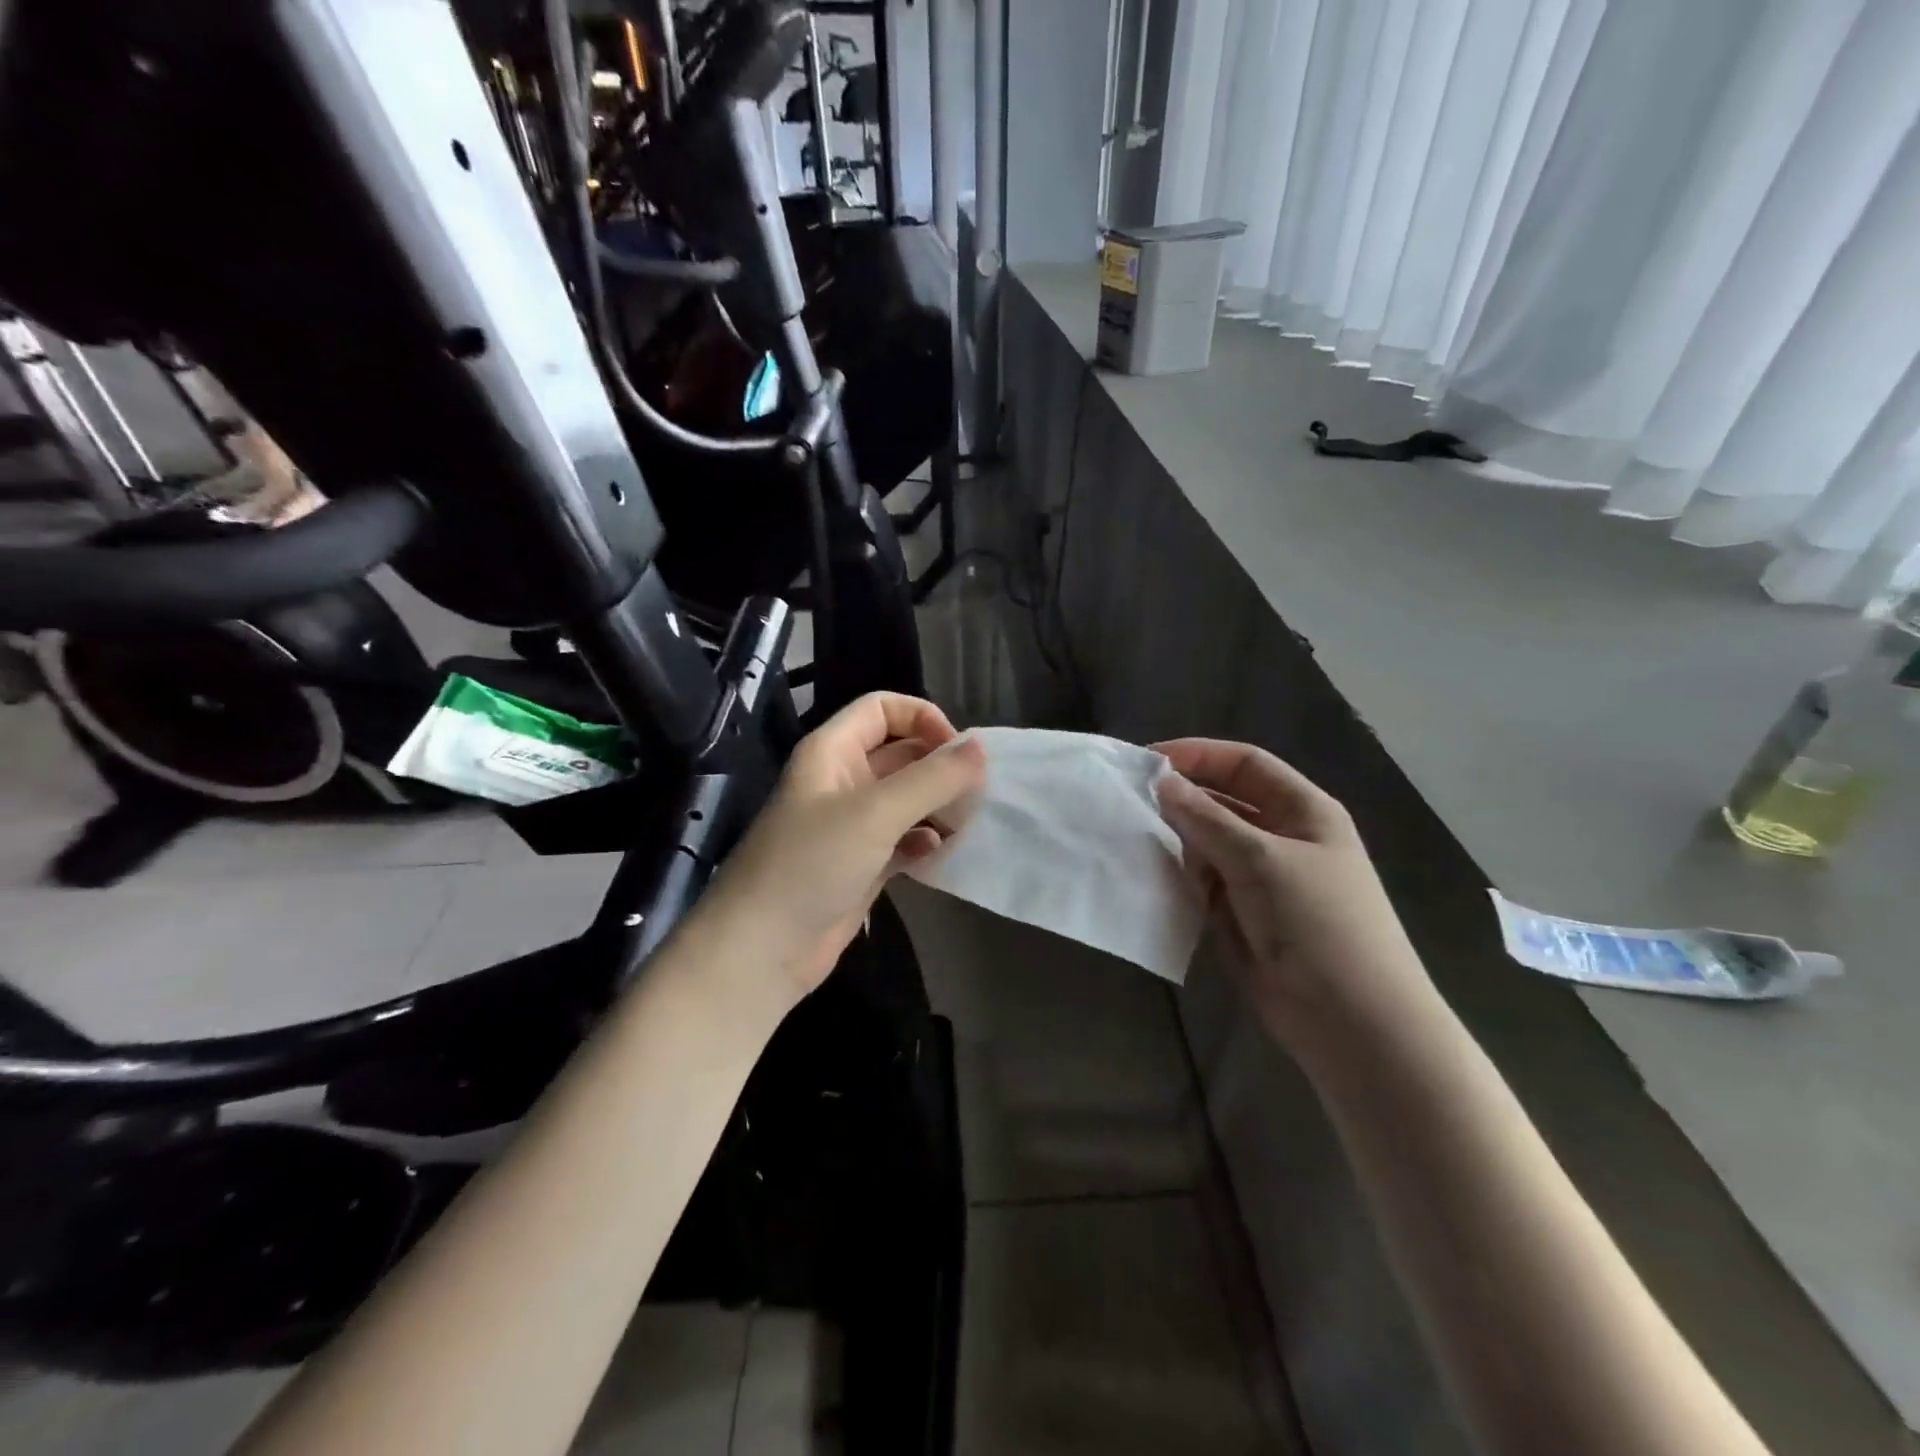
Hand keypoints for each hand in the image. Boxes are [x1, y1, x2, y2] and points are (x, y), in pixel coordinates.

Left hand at [694, 693, 985, 1003]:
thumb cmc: (812, 864)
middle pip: (901, 753)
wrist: (762, 949)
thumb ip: (931, 778)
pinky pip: (903, 838)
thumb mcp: (875, 813)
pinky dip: (924, 841)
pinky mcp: (861, 863)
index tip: (959, 751)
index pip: (883, 708)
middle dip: (939, 766)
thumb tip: (981, 748)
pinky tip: (939, 854)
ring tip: (966, 823)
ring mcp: (851, 824)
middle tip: (977, 792)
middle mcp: (842, 780)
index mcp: (833, 751)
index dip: (923, 718)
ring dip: (937, 805)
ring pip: (906, 798)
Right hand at [1155, 739, 1438, 1066]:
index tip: (1146, 761)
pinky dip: (1180, 876)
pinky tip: (1151, 875)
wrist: (1352, 1023)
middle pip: (1223, 802)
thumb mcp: (1260, 860)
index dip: (1198, 756)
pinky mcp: (1243, 914)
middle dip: (1181, 799)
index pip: (1244, 764)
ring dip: (1176, 839)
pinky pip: (1203, 882)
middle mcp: (1283, 837)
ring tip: (1132, 837)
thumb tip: (1161, 781)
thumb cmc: (1317, 924)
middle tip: (1128, 801)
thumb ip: (1206, 818)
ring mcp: (1262, 878)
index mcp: (1303, 811)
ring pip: (1208, 843)